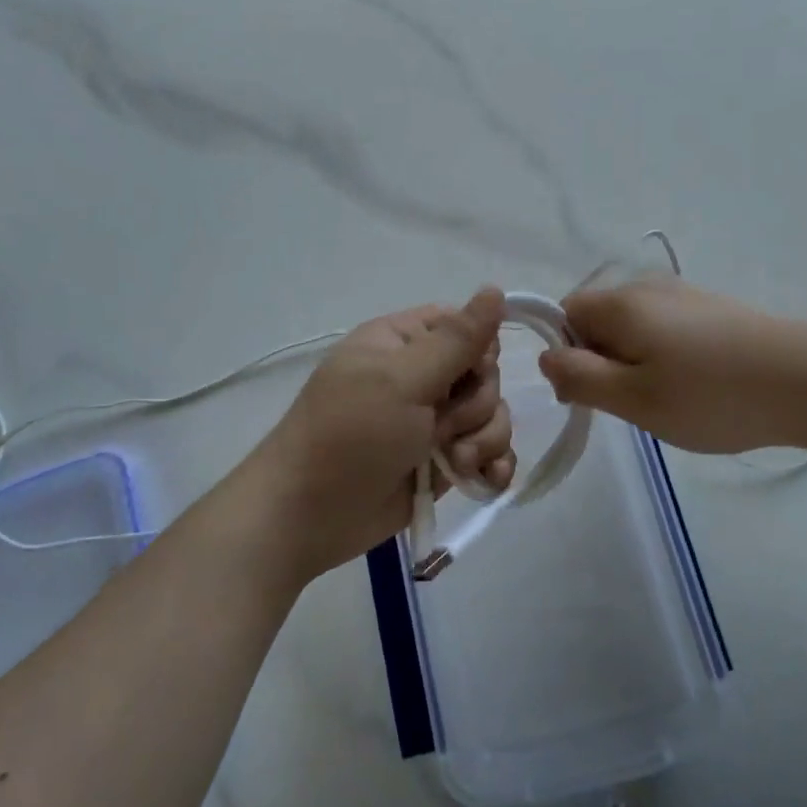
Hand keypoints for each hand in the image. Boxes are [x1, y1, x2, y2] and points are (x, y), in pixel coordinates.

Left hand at [253, 289, 514, 581]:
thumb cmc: (350, 435)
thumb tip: (495, 289)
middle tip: (443, 429)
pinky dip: (492, 466)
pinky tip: (485, 479)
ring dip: (485, 440)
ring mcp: (434, 422)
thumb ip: (456, 340)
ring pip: (492, 416)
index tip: (470, 373)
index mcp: (403, 342)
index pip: (464, 326)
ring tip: (456, 463)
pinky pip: (489, 453)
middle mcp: (422, 377)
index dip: (480, 349)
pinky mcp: (444, 463)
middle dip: (478, 405)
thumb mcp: (402, 380)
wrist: (311, 516)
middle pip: (485, 374)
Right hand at [540, 278, 806, 453]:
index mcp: (621, 302)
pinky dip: (666, 358)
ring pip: (633, 328)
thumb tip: (546, 357)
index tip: (592, 392)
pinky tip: (698, 387)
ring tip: (669, 400)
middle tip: (633, 403)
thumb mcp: (633, 399)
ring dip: (635, 363)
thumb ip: (579, 377)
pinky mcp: (714, 310)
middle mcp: (648, 287)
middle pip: (598, 319)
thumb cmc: (712, 395)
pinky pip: (665, 330)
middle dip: (602, 360)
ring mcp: (685, 295)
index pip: (563, 313)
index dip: (566, 353)